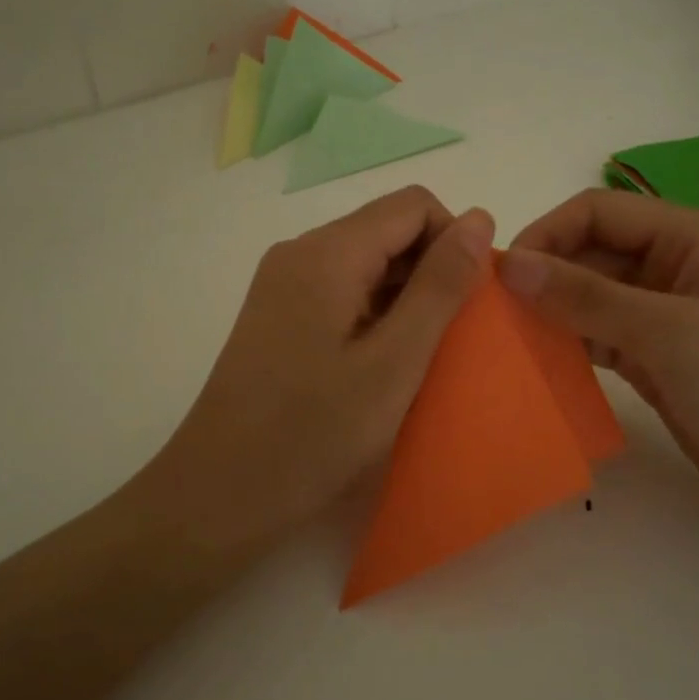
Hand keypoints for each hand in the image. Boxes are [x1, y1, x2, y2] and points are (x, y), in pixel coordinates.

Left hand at [138, 187, 494, 556]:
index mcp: (327, 252)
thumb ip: (440, 287)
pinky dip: (374, 318)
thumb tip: (478, 218)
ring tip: (419, 361)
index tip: (469, 306)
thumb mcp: (394, 361)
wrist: (219, 494)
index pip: (413, 205)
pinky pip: (341, 295)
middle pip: (387, 231)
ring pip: (365, 265)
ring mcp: (282, 286)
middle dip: (431, 273)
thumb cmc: (313, 433)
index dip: (454, 244)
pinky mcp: (277, 318)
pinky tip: (382, 368)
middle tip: (450, 342)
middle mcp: (300, 254)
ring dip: (405, 300)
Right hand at [502, 189, 698, 529]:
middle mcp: (674, 264)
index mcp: (691, 237)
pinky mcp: (652, 353)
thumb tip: (510, 265)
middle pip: (590, 251)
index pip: (599, 212)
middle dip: (544, 275)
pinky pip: (596, 332)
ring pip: (588, 294)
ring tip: (506, 338)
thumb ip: (587, 296)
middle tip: (494, 314)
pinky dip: (567, 341)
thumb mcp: (668, 334)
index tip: (502, 278)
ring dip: (550, 310)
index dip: (547, 234)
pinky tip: (536, 360)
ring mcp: (662, 312)